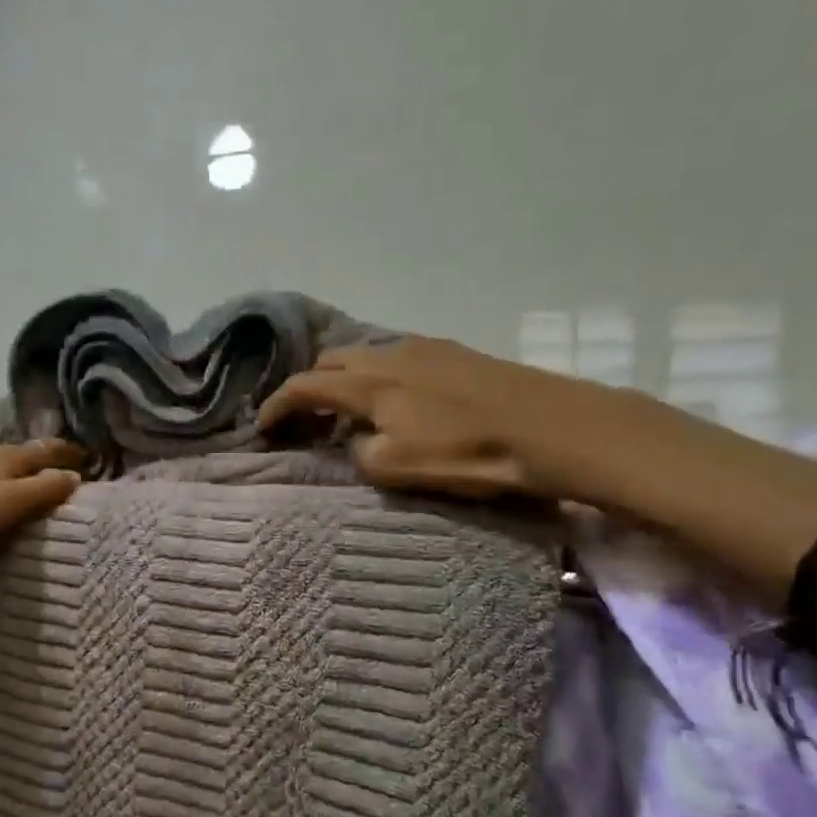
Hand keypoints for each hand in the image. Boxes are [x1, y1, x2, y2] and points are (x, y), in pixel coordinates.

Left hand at [0, 439, 83, 578]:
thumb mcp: (2, 510)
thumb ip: (40, 491)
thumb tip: (74, 475)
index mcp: (0, 459)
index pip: (43, 451)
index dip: (65, 454)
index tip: (86, 457)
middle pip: (14, 453)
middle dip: (35, 461)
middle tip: (51, 472)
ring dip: (1, 470)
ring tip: (8, 487)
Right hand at [258, 336, 662, 503]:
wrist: (553, 428)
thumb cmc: (470, 454)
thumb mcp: (399, 469)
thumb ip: (362, 453)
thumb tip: (359, 442)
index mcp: (370, 384)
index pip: (306, 386)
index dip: (278, 406)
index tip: (263, 428)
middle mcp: (390, 354)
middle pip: (330, 361)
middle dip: (309, 387)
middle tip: (307, 421)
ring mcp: (425, 347)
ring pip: (365, 355)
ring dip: (345, 380)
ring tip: (349, 411)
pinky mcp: (455, 352)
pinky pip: (396, 356)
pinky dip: (378, 375)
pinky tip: (395, 399)